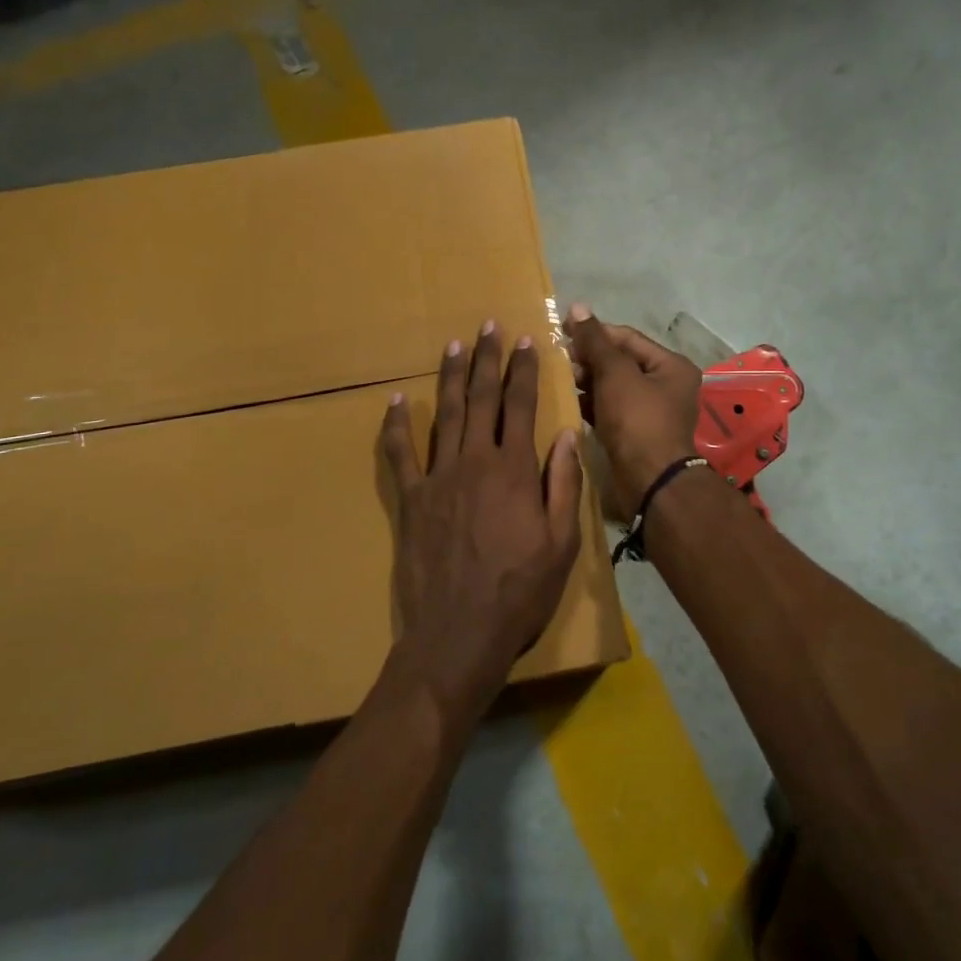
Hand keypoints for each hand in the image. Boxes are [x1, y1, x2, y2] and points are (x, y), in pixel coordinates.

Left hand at [380, 323, 583, 732]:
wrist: (460, 633)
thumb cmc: (521, 591)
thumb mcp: (562, 542)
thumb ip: (563, 484)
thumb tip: (565, 435)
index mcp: (515, 470)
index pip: (521, 406)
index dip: (523, 371)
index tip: (525, 341)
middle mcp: (475, 462)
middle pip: (482, 400)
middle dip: (487, 360)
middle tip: (489, 326)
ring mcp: (438, 478)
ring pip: (446, 416)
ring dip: (451, 378)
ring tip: (454, 346)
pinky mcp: (411, 500)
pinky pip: (400, 455)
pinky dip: (396, 426)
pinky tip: (396, 401)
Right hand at [564, 304, 701, 515]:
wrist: (649, 481)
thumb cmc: (637, 420)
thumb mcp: (615, 374)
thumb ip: (595, 341)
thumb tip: (578, 307)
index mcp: (671, 365)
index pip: (627, 338)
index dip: (595, 332)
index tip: (562, 329)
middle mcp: (665, 385)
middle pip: (620, 362)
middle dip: (589, 359)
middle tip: (557, 358)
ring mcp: (650, 412)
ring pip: (613, 387)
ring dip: (587, 382)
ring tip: (557, 378)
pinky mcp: (634, 433)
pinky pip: (610, 409)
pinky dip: (590, 404)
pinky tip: (567, 401)